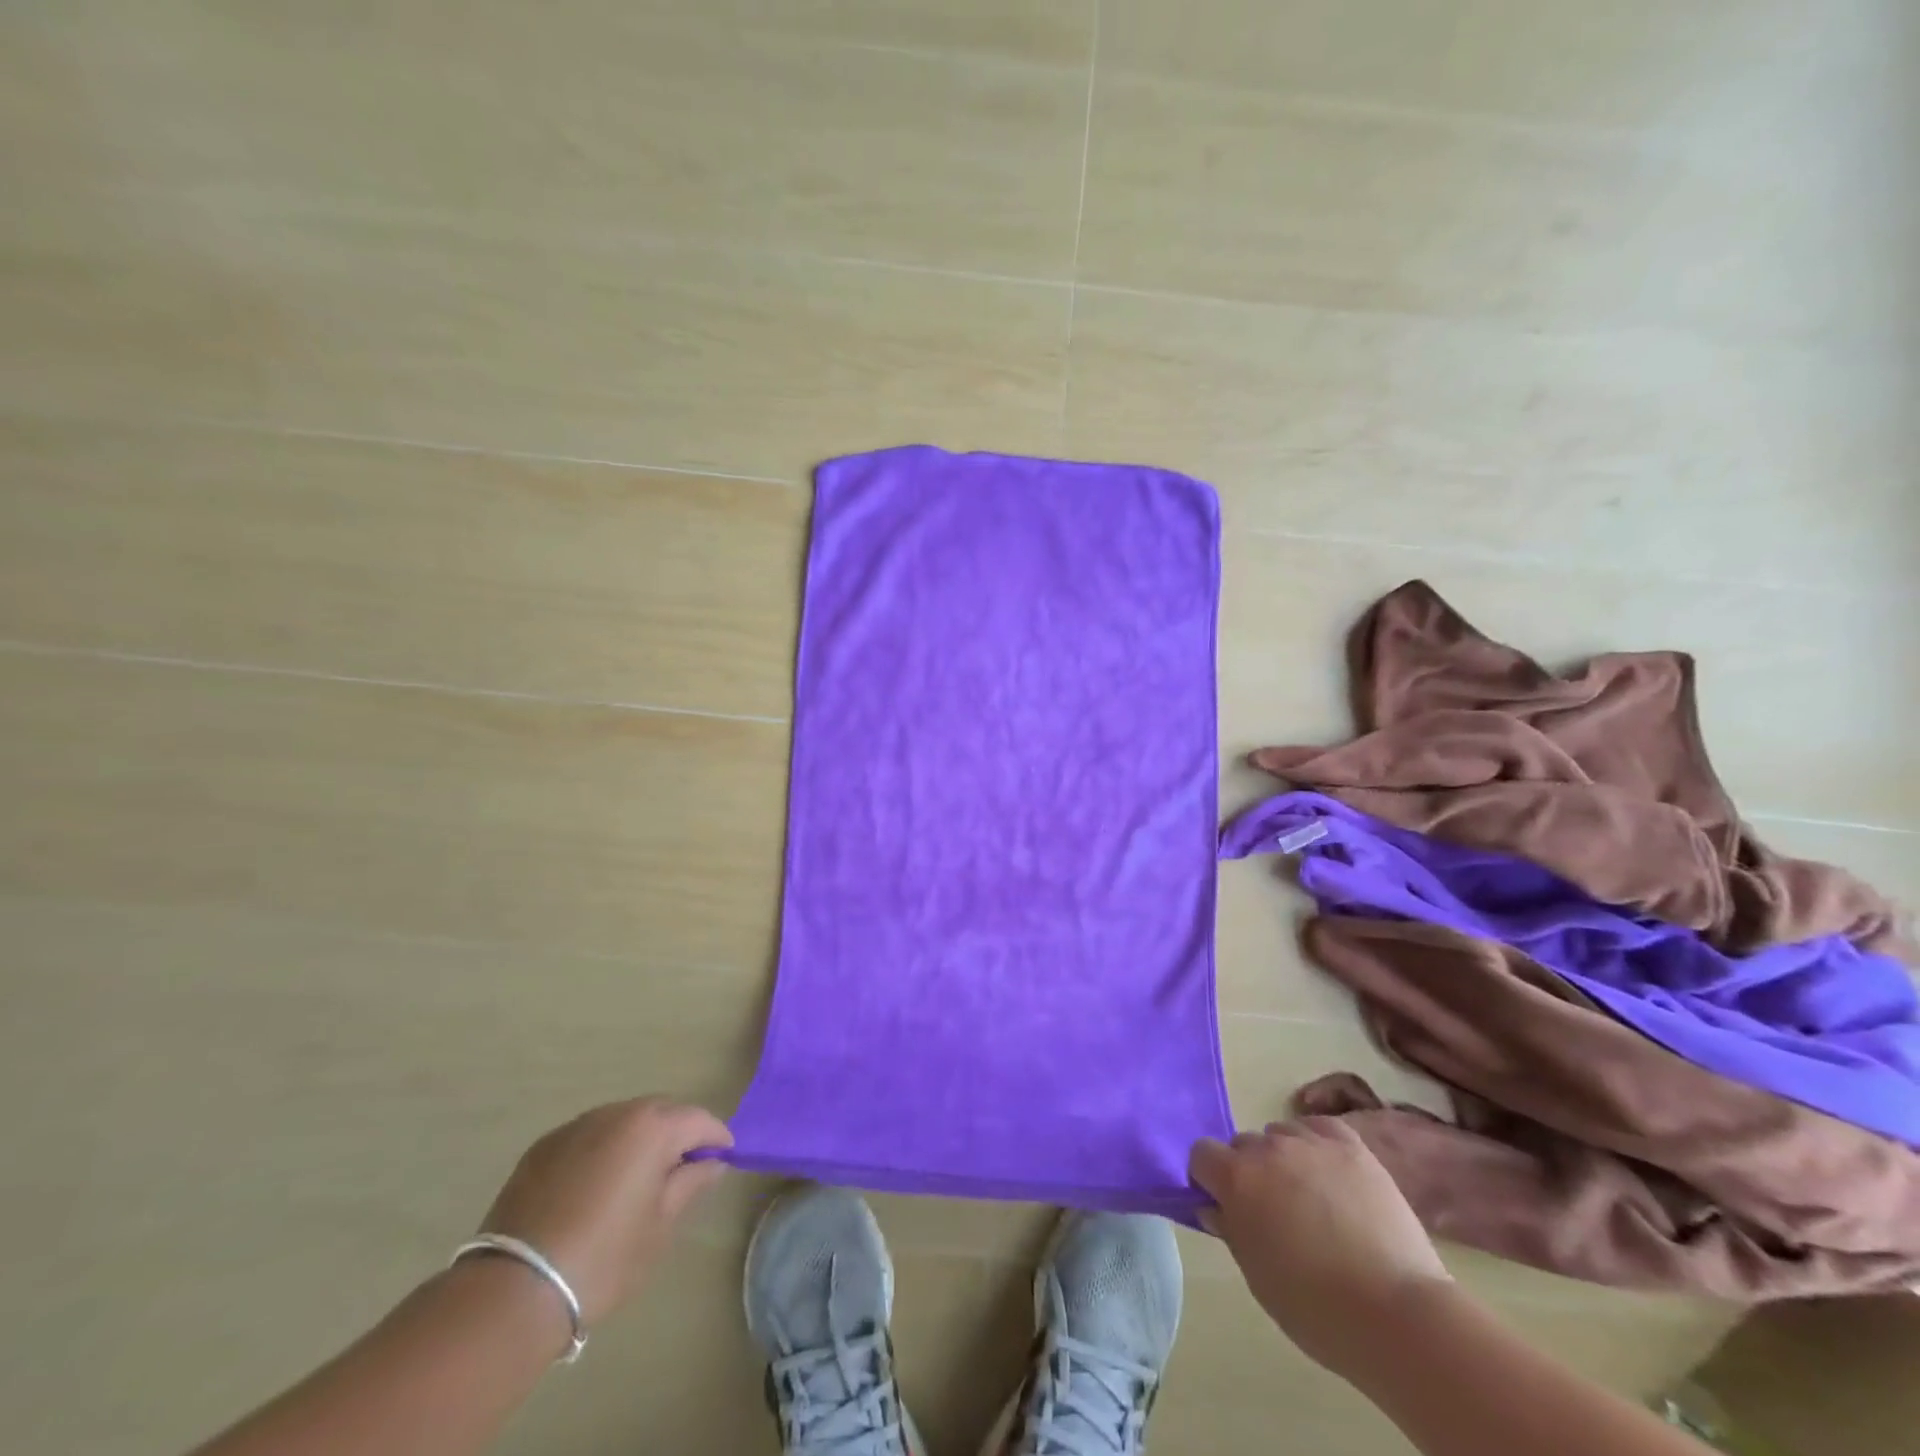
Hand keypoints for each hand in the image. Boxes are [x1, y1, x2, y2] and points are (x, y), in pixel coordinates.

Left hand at [477, 1097, 731, 1325]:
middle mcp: (616, 1112)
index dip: (716, 1139)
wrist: (514, 1291)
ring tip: (637, 1179)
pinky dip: (603, 1151)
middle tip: (682, 1171)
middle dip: (677, 1134)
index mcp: (652, 1127)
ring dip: (638, 1140)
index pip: (699, 1120)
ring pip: (622, 1122)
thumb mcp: (660, 1225)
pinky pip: (588, 1137)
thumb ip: (691, 1183)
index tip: (722, 1160)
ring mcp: (575, 1127)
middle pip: (661, 1112)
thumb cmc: (604, 1258)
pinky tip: (595, 1188)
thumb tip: (712, 1162)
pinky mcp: (543, 1147)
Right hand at [1190, 1117, 1451, 1376]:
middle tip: (1274, 1212)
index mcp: (1236, 1178)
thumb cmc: (1316, 1308)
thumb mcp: (1257, 1277)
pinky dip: (1317, 1143)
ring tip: (1311, 1197)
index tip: (1226, 1207)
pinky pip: (1319, 1127)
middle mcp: (1267, 1148)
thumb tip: (1216, 1206)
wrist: (1398, 1313)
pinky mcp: (1350, 1145)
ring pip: (1281, 1135)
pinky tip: (1330, 1173)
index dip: (1210, 1180)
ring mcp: (1310, 1142)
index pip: (1201, 1154)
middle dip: (1250, 1171)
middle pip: (1243, 1145)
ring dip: (1284, 1159)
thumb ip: (1230, 1230)